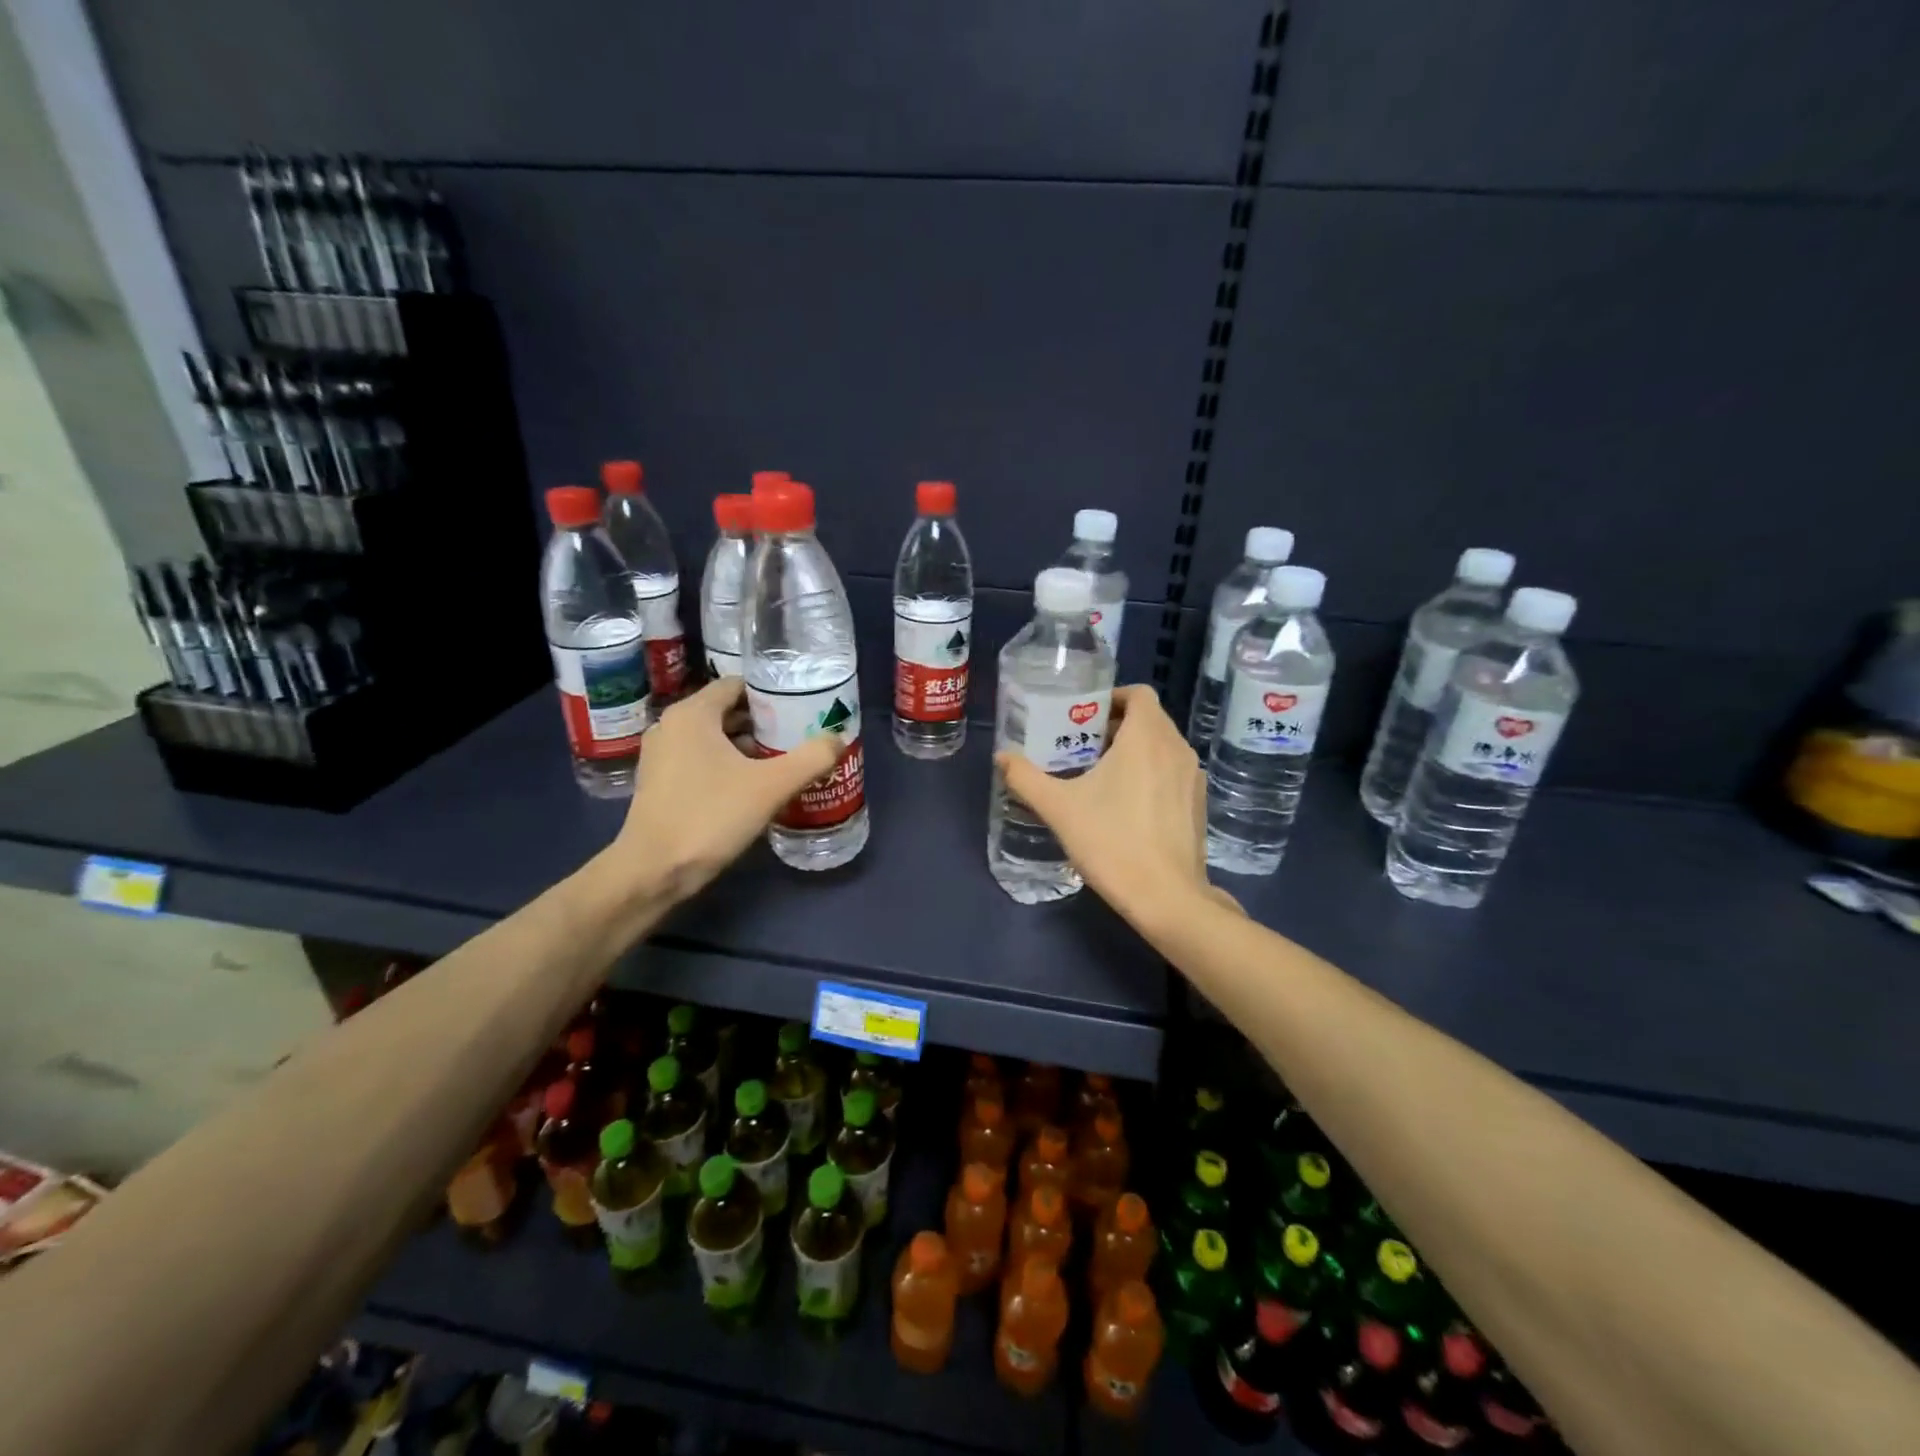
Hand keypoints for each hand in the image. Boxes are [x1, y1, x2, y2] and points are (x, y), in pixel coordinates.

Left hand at [607, 678, 842, 900]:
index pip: (738, 684)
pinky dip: (727, 764)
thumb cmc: (710, 817)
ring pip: (714, 737)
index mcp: (692, 714)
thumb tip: (838, 739)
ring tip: (783, 760)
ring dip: (747, 745)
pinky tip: (753, 786)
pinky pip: (700, 759)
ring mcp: (661, 755)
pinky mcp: (659, 782)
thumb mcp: (771, 786)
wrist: (654, 871)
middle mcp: (671, 726)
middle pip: (727, 710)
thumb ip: (811, 758)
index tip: (802, 708)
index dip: (772, 693)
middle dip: (764, 722)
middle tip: (800, 735)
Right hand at [996, 684, 1240, 929]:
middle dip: (1116, 725)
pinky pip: (1172, 771)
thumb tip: (1002, 757)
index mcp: (1147, 737)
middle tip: (1082, 744)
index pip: (1139, 694)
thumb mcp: (1059, 809)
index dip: (1112, 696)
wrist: (1166, 897)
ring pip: (1162, 746)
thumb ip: (1026, 778)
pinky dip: (1151, 772)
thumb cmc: (1111, 842)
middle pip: (1149, 719)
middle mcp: (1177, 748)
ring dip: (1134, 749)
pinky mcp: (1198, 804)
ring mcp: (1193, 777)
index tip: (1084, 714)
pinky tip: (1126, 803)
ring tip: (1100, 773)